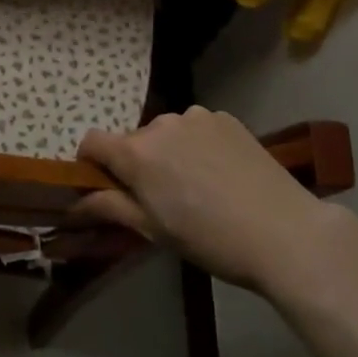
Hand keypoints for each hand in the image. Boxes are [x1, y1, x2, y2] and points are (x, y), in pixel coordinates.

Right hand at [77, 107, 336, 292]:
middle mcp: (162, 123)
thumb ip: (110, 207)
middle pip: (134, 139)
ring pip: (167, 133)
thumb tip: (74, 203)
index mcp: (138, 153)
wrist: (283, 232)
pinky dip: (197, 145)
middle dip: (137, 163)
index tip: (104, 186)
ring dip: (169, 153)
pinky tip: (221, 173)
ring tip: (197, 186)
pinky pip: (197, 129)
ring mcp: (197, 117)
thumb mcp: (153, 230)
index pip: (92, 142)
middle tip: (161, 198)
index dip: (91, 163)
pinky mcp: (226, 118)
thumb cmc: (210, 239)